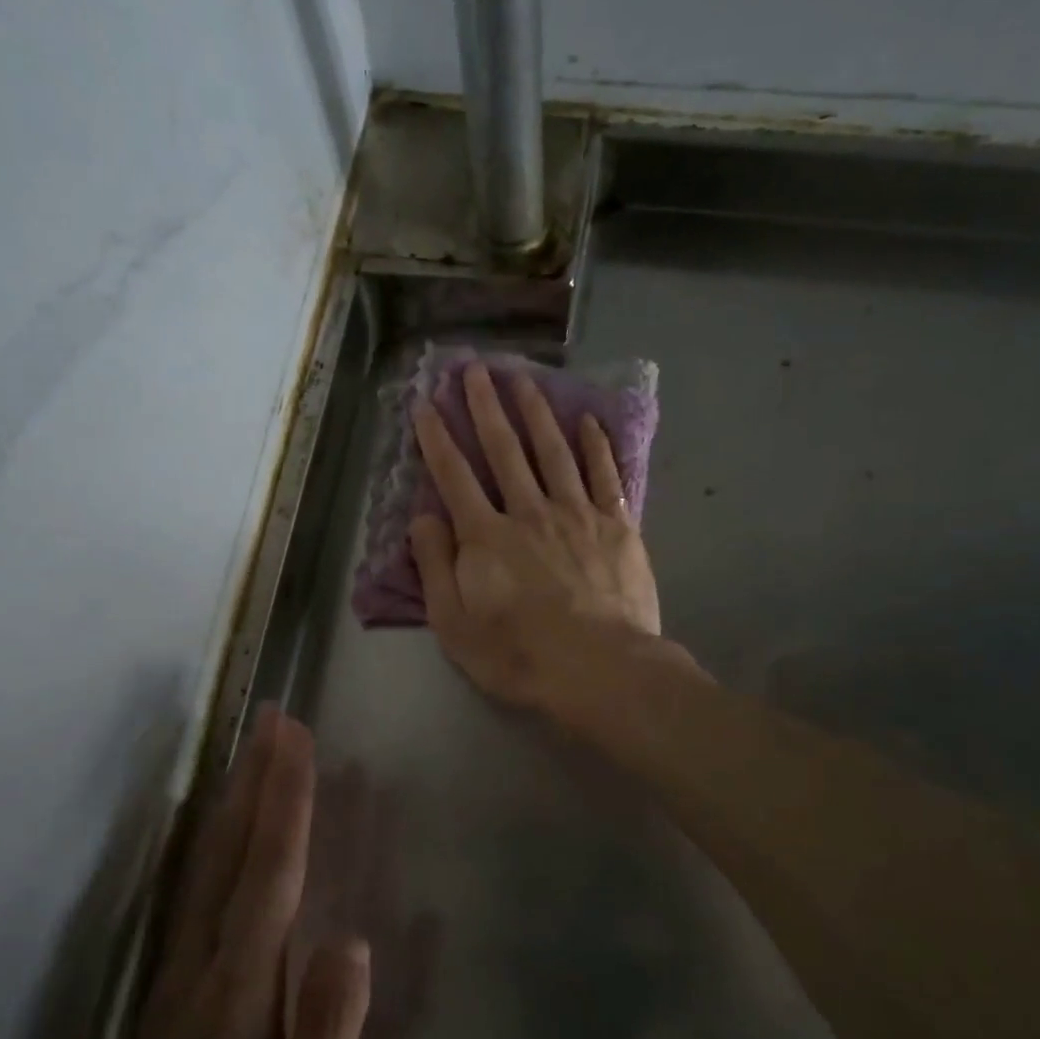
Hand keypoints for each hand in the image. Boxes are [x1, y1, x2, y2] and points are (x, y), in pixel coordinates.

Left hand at [38, 709, 369, 1038]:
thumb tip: (351, 943)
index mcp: (236, 1000)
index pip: (267, 876)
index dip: (284, 802)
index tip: (295, 737)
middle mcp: (200, 975)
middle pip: (229, 856)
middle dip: (254, 780)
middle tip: (271, 717)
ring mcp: (179, 988)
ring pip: (208, 871)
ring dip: (233, 805)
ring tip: (253, 754)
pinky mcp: (173, 1006)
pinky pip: (198, 901)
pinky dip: (215, 850)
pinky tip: (223, 838)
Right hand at [409, 363, 661, 707]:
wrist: (600, 669)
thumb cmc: (519, 655)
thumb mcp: (455, 626)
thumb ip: (435, 568)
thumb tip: (422, 518)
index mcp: (486, 536)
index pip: (454, 476)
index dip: (436, 439)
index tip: (425, 404)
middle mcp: (529, 512)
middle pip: (504, 450)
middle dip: (486, 407)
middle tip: (476, 369)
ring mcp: (577, 514)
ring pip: (553, 451)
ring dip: (536, 412)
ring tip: (524, 379)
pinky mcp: (616, 526)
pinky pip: (604, 475)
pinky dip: (596, 446)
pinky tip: (588, 422)